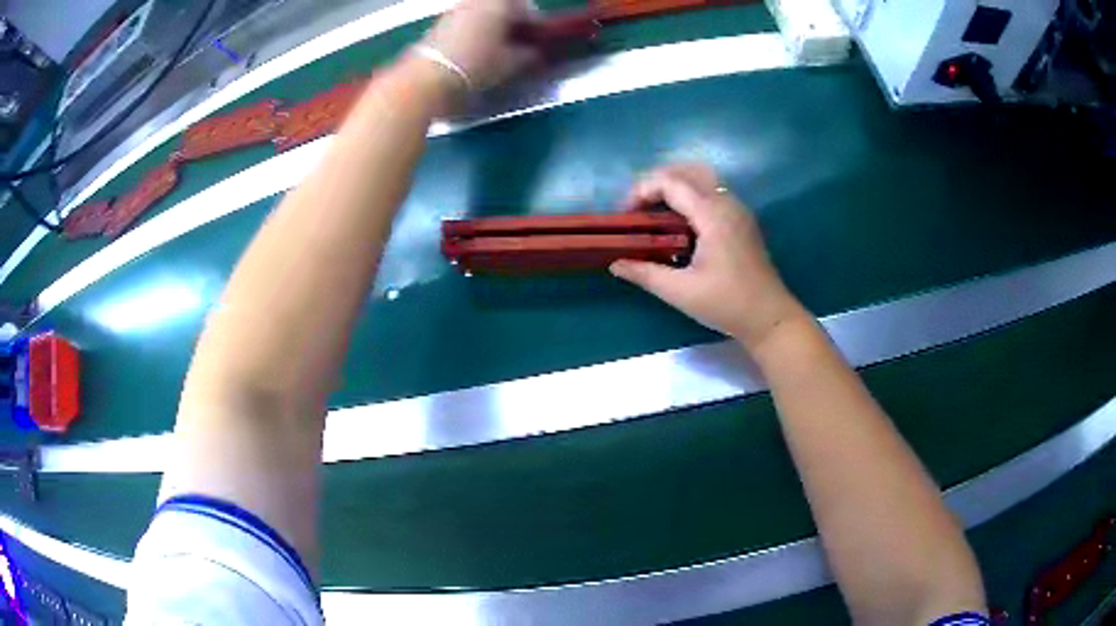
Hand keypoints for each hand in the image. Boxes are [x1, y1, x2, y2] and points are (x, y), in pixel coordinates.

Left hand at [419, 0, 538, 93]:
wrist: (429, 76)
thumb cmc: (477, 63)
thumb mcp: (510, 63)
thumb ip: (527, 55)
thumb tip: (533, 53)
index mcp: (500, 1)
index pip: (525, 6)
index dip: (533, 23)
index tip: (536, 40)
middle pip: (501, 7)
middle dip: (510, 22)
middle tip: (516, 43)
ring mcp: (456, 8)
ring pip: (482, 13)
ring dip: (491, 26)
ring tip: (495, 49)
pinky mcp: (439, 22)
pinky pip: (465, 21)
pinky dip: (473, 31)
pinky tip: (474, 51)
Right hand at [610, 164, 808, 351]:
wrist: (770, 318)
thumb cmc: (727, 304)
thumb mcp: (681, 292)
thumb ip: (645, 273)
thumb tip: (615, 263)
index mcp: (712, 214)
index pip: (671, 182)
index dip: (642, 190)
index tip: (625, 214)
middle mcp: (727, 202)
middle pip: (688, 170)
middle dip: (657, 180)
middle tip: (637, 206)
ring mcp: (738, 209)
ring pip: (702, 178)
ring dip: (675, 186)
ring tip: (654, 211)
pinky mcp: (742, 220)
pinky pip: (712, 192)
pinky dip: (690, 195)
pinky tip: (678, 222)